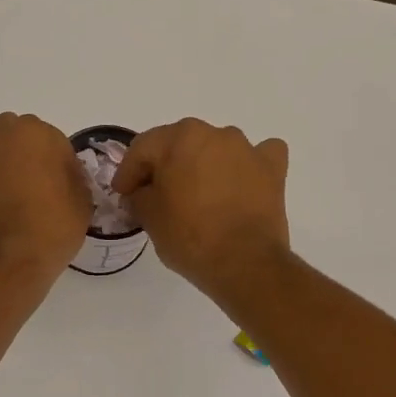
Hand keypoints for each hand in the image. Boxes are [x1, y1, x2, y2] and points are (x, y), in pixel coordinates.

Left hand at [0, 113, 91, 281]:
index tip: (67, 186)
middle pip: (19, 138)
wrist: (2, 265)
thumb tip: (64, 177)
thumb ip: (73, 178)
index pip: (54, 140)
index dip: (62, 163)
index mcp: (32, 133)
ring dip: (8, 170)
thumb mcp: (82, 201)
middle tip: (43, 186)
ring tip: (23, 202)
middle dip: (30, 155)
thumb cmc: (50, 227)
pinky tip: (5, 215)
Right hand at [113, 119, 290, 300]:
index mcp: (180, 137)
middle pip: (179, 144)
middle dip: (165, 166)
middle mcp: (215, 133)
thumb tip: (141, 193)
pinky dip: (247, 166)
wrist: (244, 263)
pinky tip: (241, 183)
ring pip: (216, 149)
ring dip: (203, 165)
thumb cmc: (189, 236)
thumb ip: (139, 195)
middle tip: (154, 195)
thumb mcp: (149, 216)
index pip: (143, 148)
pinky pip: (258, 157)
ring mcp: (247, 149)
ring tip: (197, 195)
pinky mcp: (272, 169)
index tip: (123, 194)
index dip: (128, 172)